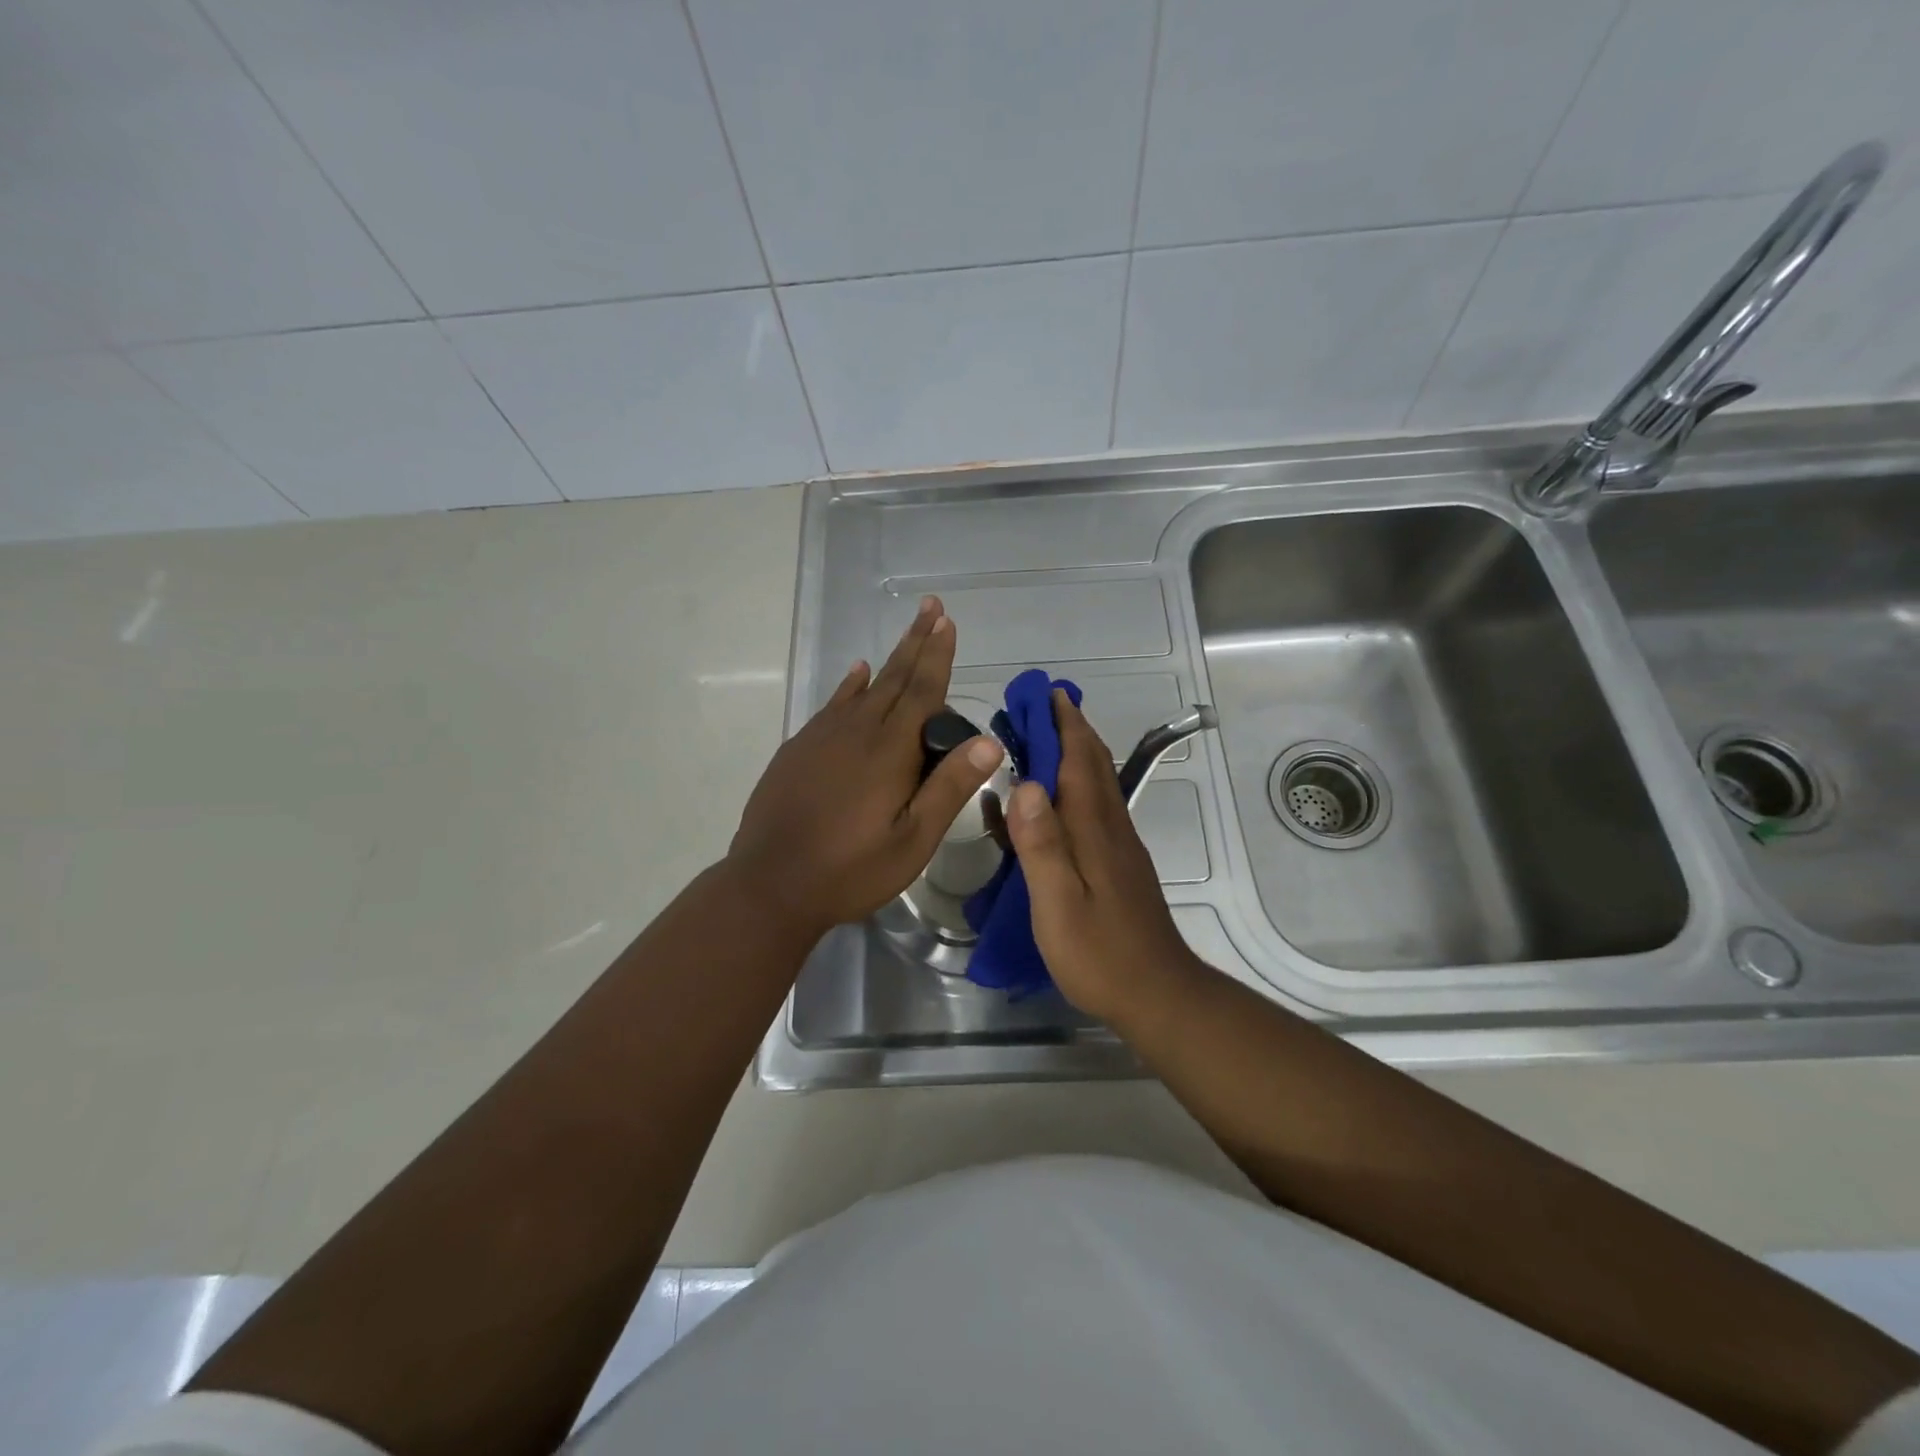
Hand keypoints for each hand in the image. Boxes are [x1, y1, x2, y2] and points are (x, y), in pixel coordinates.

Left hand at [728, 596, 1003, 937]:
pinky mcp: (800, 749)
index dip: (937, 656)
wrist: (770, 884)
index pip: (921, 691)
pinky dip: (850, 685)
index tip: (947, 622)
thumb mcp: (912, 840)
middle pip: (894, 678)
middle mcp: (857, 731)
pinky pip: (833, 704)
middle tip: (932, 607)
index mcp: (890, 751)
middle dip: (917, 642)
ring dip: (890, 660)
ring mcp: (823, 737)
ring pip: (864, 688)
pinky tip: (858, 674)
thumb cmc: (850, 869)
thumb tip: (988, 742)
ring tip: (908, 635)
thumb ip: (949, 788)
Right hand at [1005, 689, 1205, 1022]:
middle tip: (1039, 705)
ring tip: (1043, 737)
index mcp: (1094, 830)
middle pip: (1093, 765)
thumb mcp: (1057, 904)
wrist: (1158, 994)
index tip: (1046, 692)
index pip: (1079, 761)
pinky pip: (1095, 809)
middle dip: (1069, 729)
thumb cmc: (1100, 953)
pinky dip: (1075, 787)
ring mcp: (1119, 846)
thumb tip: (1026, 783)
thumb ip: (1041, 845)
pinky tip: (1054, 801)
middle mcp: (1111, 827)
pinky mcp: (1118, 865)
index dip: (1063, 724)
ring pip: (1097, 784)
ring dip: (1074, 753)